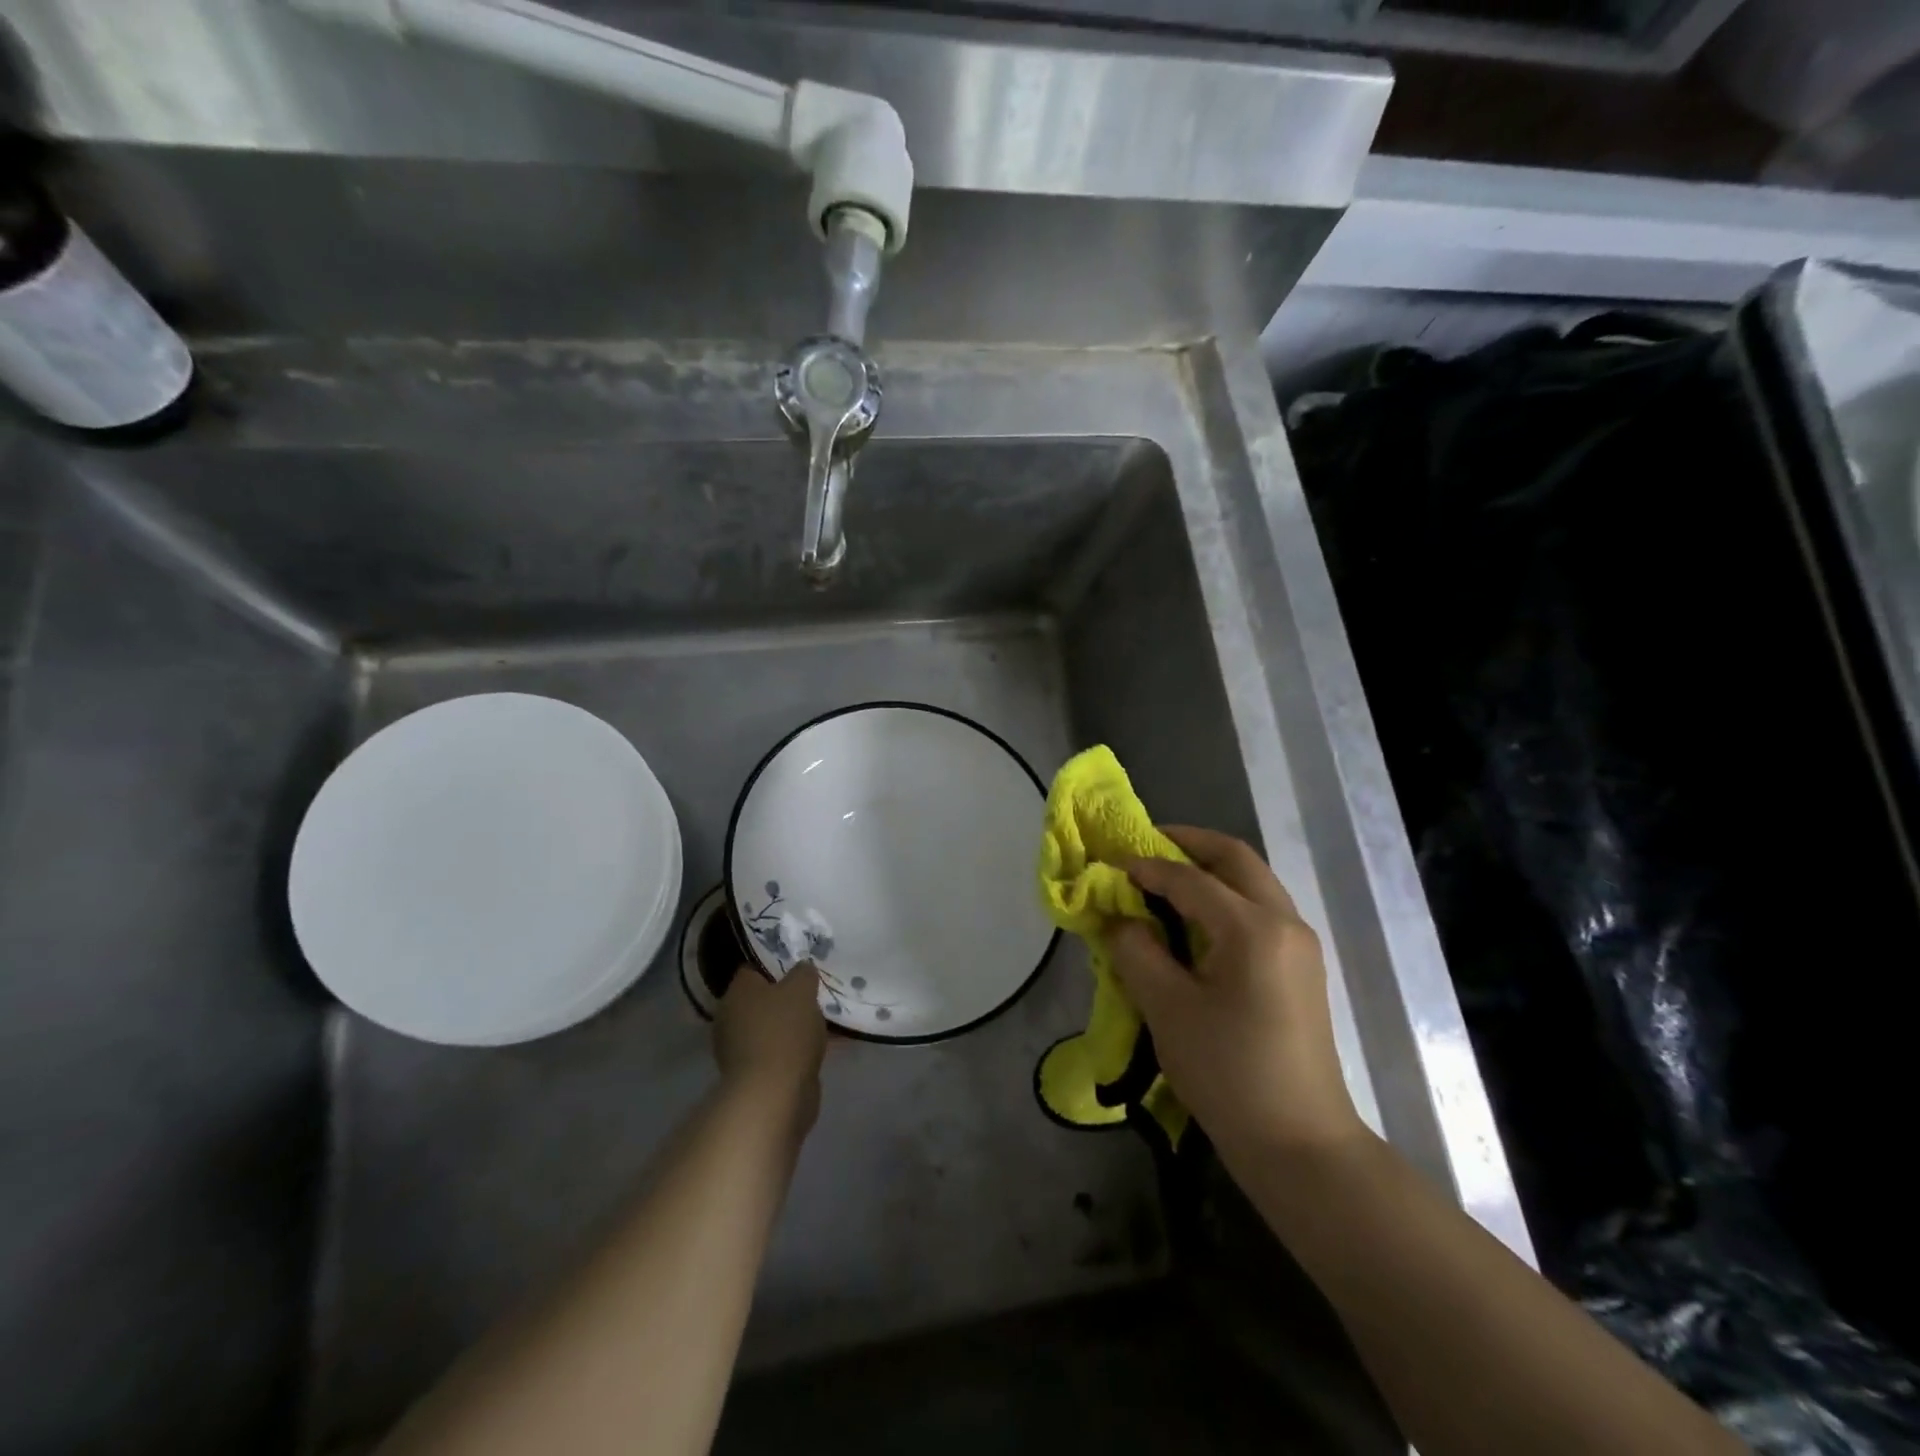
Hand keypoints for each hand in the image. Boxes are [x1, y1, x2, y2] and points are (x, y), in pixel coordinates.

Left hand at [714, 963, 826, 1130]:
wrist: (774, 1095)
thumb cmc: (784, 1032)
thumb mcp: (802, 989)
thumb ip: (803, 973)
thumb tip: (802, 968)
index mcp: (737, 992)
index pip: (754, 968)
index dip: (778, 965)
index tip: (802, 967)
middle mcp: (731, 1017)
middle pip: (763, 999)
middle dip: (788, 997)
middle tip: (815, 993)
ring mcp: (739, 1049)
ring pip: (772, 1026)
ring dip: (794, 1024)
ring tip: (824, 1020)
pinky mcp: (754, 1074)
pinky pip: (779, 1051)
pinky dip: (796, 1048)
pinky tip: (822, 1046)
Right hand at [1108, 827, 1364, 1158]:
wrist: (1300, 1143)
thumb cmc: (1228, 1073)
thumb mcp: (1167, 1008)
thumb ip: (1137, 951)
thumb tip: (1122, 920)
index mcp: (1253, 928)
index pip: (1191, 878)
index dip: (1147, 866)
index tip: (1110, 864)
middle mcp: (1285, 921)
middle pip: (1235, 859)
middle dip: (1188, 844)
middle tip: (1144, 847)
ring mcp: (1299, 943)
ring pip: (1252, 880)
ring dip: (1209, 868)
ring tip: (1164, 877)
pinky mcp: (1301, 966)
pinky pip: (1260, 908)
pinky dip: (1225, 896)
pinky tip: (1194, 917)